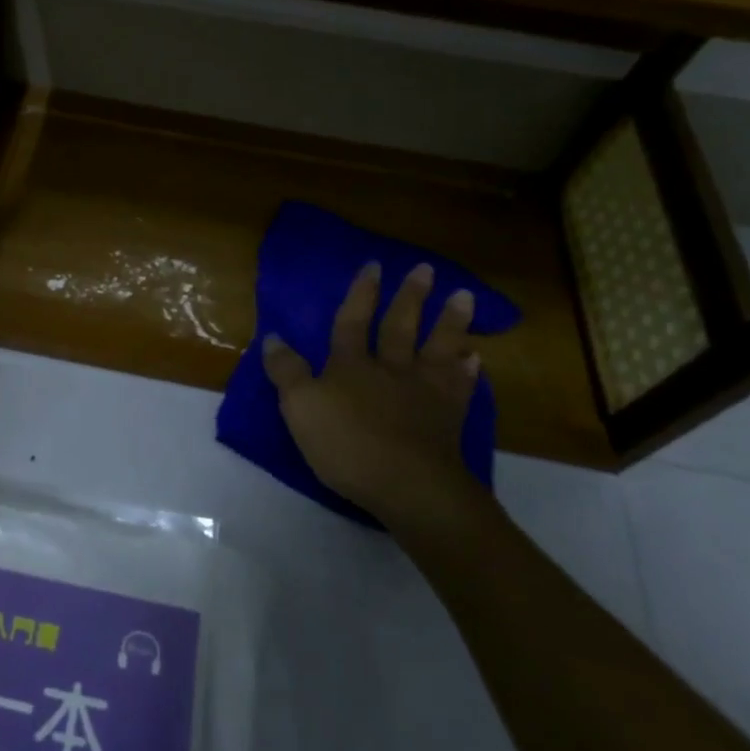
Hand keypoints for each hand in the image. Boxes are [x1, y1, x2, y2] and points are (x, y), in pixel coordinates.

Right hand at [262, 262, 489, 539]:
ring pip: (437, 348)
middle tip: (425, 268)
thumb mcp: (300, 407)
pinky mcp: (448, 418)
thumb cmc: (346, 444)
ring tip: (464, 296)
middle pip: (400, 327)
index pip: (353, 321)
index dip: (361, 293)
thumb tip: (274, 337)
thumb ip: (287, 371)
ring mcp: (424, 392)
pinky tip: (475, 358)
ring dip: (450, 321)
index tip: (373, 265)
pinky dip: (467, 371)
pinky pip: (460, 386)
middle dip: (410, 297)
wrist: (408, 485)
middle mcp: (390, 369)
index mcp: (351, 365)